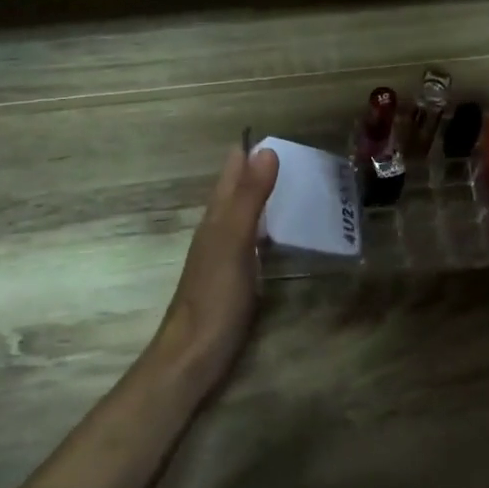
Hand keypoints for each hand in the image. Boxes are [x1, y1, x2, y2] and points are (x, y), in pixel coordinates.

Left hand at [154, 144, 279, 383]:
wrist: (193, 354)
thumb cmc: (213, 296)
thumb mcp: (234, 242)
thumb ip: (250, 198)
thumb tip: (266, 151)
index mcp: (216, 217)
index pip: (231, 172)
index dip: (249, 151)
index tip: (276, 132)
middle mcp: (217, 230)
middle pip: (235, 190)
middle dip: (257, 170)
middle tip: (295, 155)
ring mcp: (224, 255)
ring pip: (243, 214)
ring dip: (262, 197)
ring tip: (293, 185)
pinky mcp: (234, 278)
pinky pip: (252, 240)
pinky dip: (266, 226)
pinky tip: (279, 232)